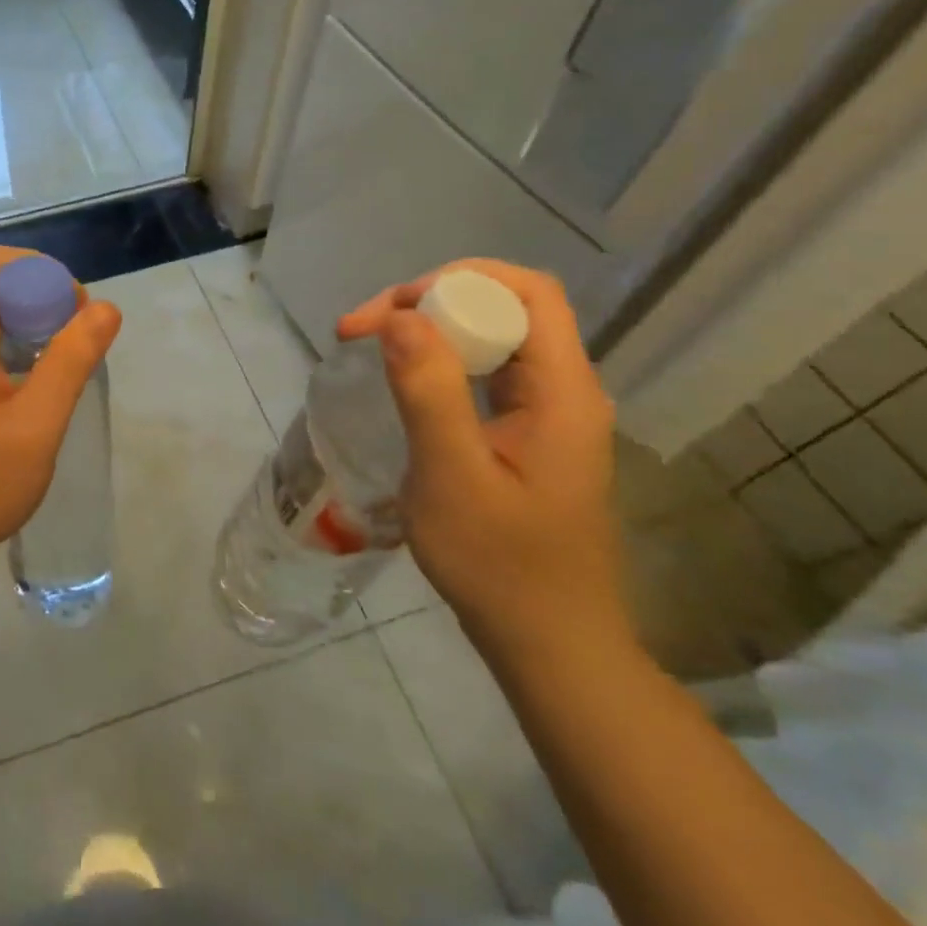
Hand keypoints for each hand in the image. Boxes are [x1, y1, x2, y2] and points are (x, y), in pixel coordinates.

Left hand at [0, 246, 121, 575]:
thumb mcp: (37, 423)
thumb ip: (71, 359)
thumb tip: (105, 308)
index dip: (41, 272)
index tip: (75, 311)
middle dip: (40, 298)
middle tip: (77, 341)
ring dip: (27, 326)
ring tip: (62, 366)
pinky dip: (10, 350)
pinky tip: (32, 392)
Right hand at [337, 260, 626, 664]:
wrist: (548, 644)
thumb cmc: (501, 567)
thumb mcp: (453, 478)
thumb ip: (429, 392)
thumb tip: (400, 316)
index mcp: (563, 391)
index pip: (526, 291)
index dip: (457, 281)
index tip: (392, 311)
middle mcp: (564, 389)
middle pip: (504, 306)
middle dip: (430, 301)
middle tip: (362, 329)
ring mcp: (547, 413)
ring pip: (491, 337)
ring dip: (430, 329)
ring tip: (371, 344)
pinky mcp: (527, 434)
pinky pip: (485, 372)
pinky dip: (439, 360)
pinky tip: (404, 380)